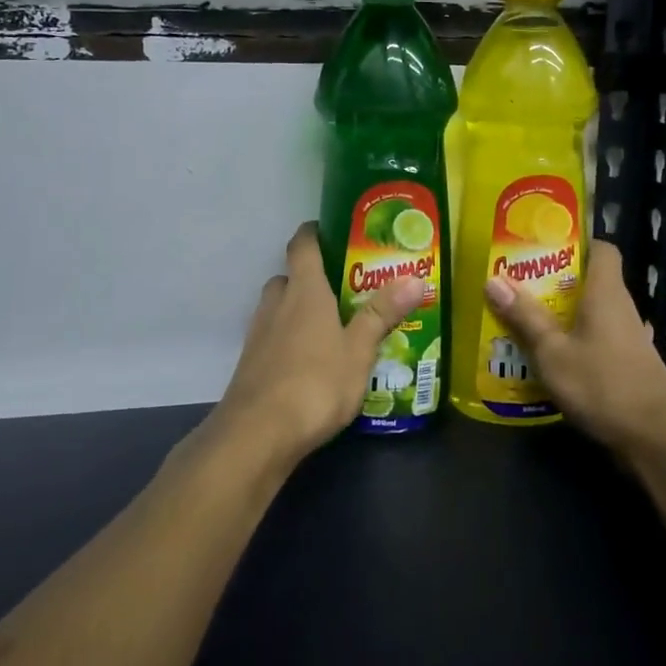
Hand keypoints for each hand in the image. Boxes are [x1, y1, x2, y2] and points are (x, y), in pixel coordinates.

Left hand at [210, 221, 426, 467]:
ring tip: (330, 326)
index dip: (313, 233)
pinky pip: (272, 338)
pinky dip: (288, 340)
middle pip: (288, 277)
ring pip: (277, 309)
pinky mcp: (250, 365)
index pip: (302, 245)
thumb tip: (414, 278)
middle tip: (342, 287)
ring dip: (297, 310)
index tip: (331, 230)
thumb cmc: (315, 383)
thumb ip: (382, 314)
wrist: (257, 436)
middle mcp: (276, 305)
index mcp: (303, 291)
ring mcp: (258, 336)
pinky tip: (310, 363)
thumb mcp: (359, 350)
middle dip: (309, 277)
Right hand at [483, 240, 665, 470]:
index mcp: (606, 293)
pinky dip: (574, 342)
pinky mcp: (628, 364)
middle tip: (517, 284)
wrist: (656, 439)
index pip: (602, 249)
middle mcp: (621, 308)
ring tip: (523, 318)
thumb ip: (525, 317)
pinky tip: (549, 357)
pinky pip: (596, 339)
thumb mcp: (553, 352)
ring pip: (591, 313)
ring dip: (562, 314)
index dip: (576, 242)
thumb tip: (493, 279)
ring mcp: (628, 338)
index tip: (543, 246)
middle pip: (590, 281)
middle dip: (555, 281)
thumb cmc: (603, 384)